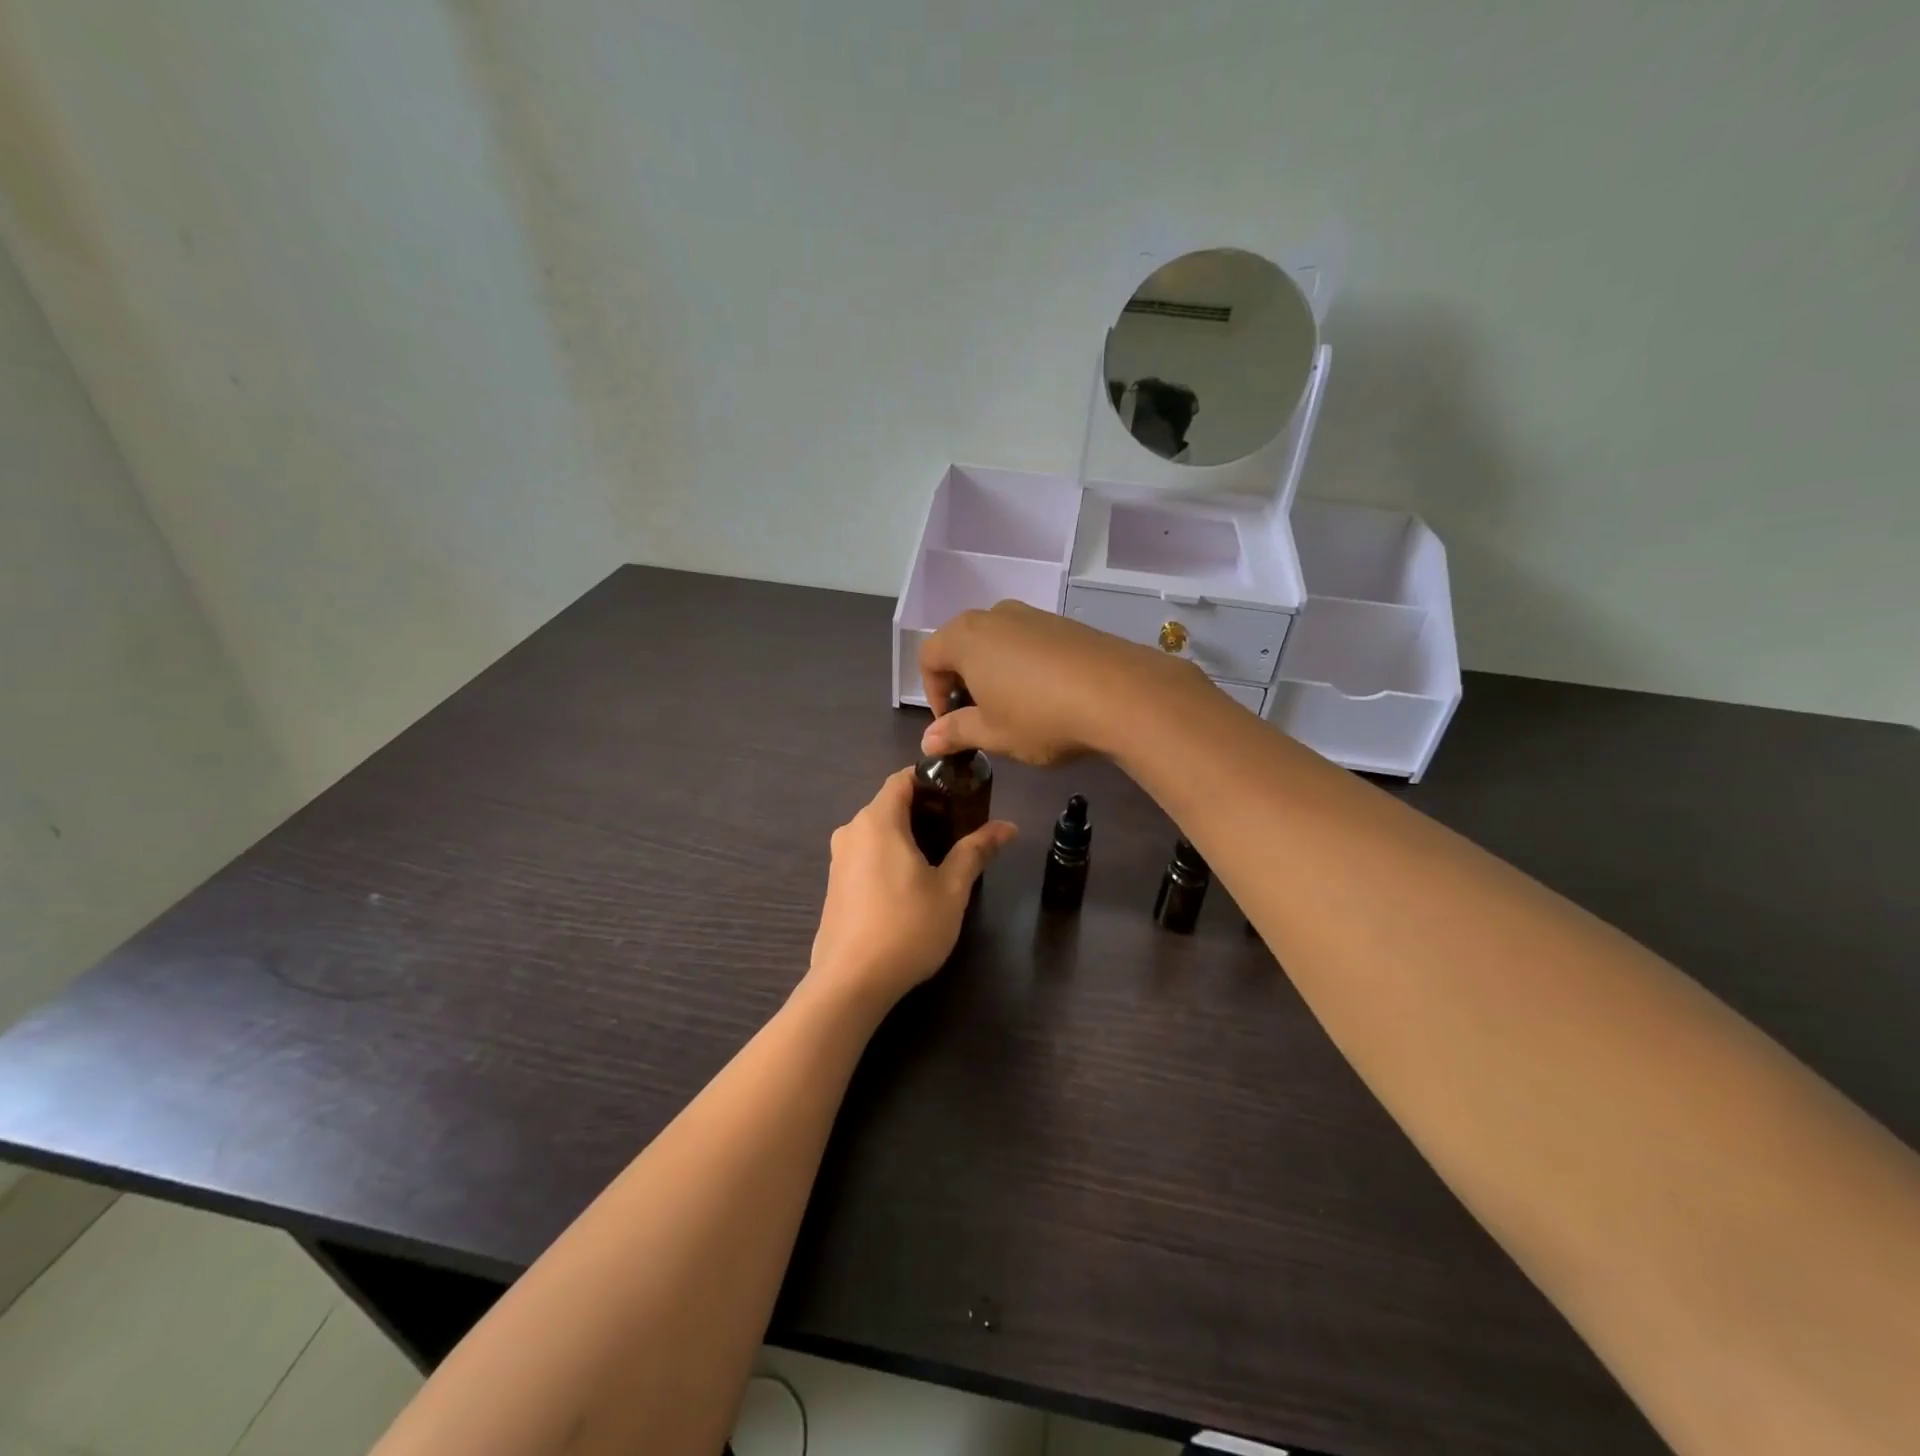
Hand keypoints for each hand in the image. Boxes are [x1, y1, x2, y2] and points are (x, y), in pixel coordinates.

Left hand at [806, 768, 1016, 1008]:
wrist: (850, 983)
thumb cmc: (907, 927)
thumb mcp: (951, 889)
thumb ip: (976, 851)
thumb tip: (1008, 826)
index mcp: (877, 821)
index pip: (902, 779)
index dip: (932, 780)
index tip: (961, 794)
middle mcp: (851, 831)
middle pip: (890, 805)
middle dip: (925, 811)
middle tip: (960, 829)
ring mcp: (838, 860)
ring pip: (877, 833)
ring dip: (907, 836)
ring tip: (941, 858)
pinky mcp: (834, 886)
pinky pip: (866, 856)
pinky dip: (889, 857)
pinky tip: (911, 886)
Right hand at [918, 600, 1197, 764]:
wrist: (1121, 694)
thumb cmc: (1040, 715)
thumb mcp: (992, 733)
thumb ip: (956, 732)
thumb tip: (928, 740)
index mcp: (965, 636)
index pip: (928, 658)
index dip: (933, 694)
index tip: (952, 725)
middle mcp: (995, 615)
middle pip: (962, 645)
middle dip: (963, 682)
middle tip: (980, 718)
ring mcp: (1033, 615)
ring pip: (997, 643)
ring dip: (995, 673)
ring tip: (1016, 709)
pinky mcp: (1065, 624)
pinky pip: (1029, 642)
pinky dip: (1025, 666)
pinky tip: (1048, 696)